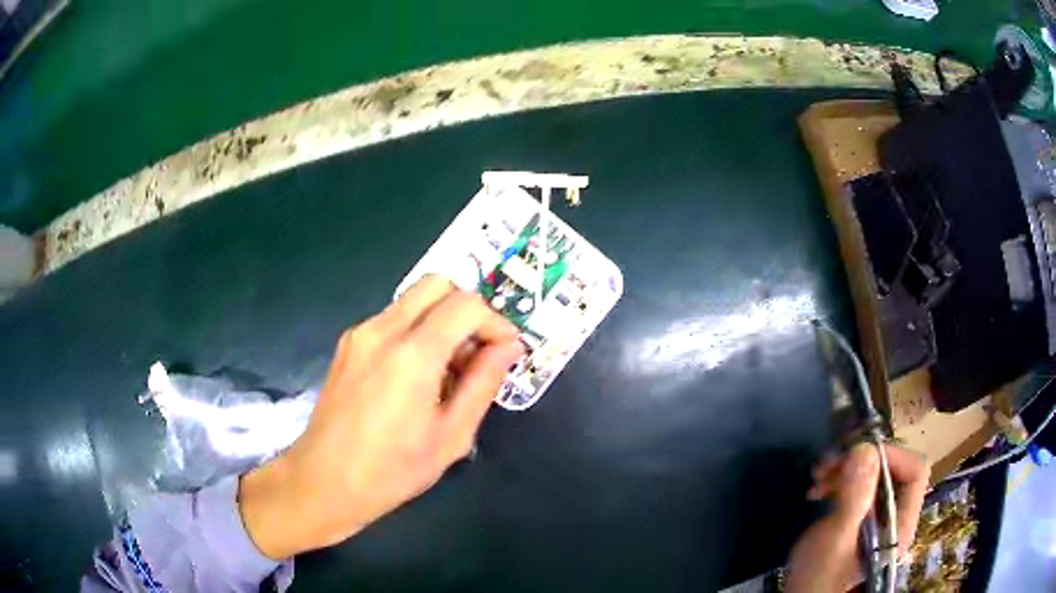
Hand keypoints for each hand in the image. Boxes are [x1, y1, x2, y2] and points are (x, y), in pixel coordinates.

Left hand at [238, 276, 523, 559]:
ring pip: (414, 299)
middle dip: (467, 309)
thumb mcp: (451, 436)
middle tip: (477, 351)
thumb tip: (508, 347)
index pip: (466, 305)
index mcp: (412, 354)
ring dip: (442, 320)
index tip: (505, 351)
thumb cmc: (392, 470)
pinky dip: (417, 331)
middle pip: (438, 284)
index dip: (495, 322)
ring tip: (449, 370)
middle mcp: (383, 330)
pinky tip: (417, 376)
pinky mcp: (348, 343)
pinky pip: (393, 319)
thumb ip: (483, 384)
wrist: (324, 481)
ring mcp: (360, 333)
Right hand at [786, 443, 929, 592]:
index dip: (891, 457)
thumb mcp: (834, 540)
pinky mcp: (860, 519)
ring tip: (817, 478)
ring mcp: (877, 518)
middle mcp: (895, 516)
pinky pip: (858, 487)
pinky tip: (817, 491)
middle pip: (893, 470)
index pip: (915, 472)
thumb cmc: (819, 578)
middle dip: (860, 461)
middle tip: (827, 467)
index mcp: (900, 524)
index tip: (856, 457)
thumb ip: (854, 499)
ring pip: (874, 475)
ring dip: (845, 469)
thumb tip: (865, 448)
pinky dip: (839, 481)